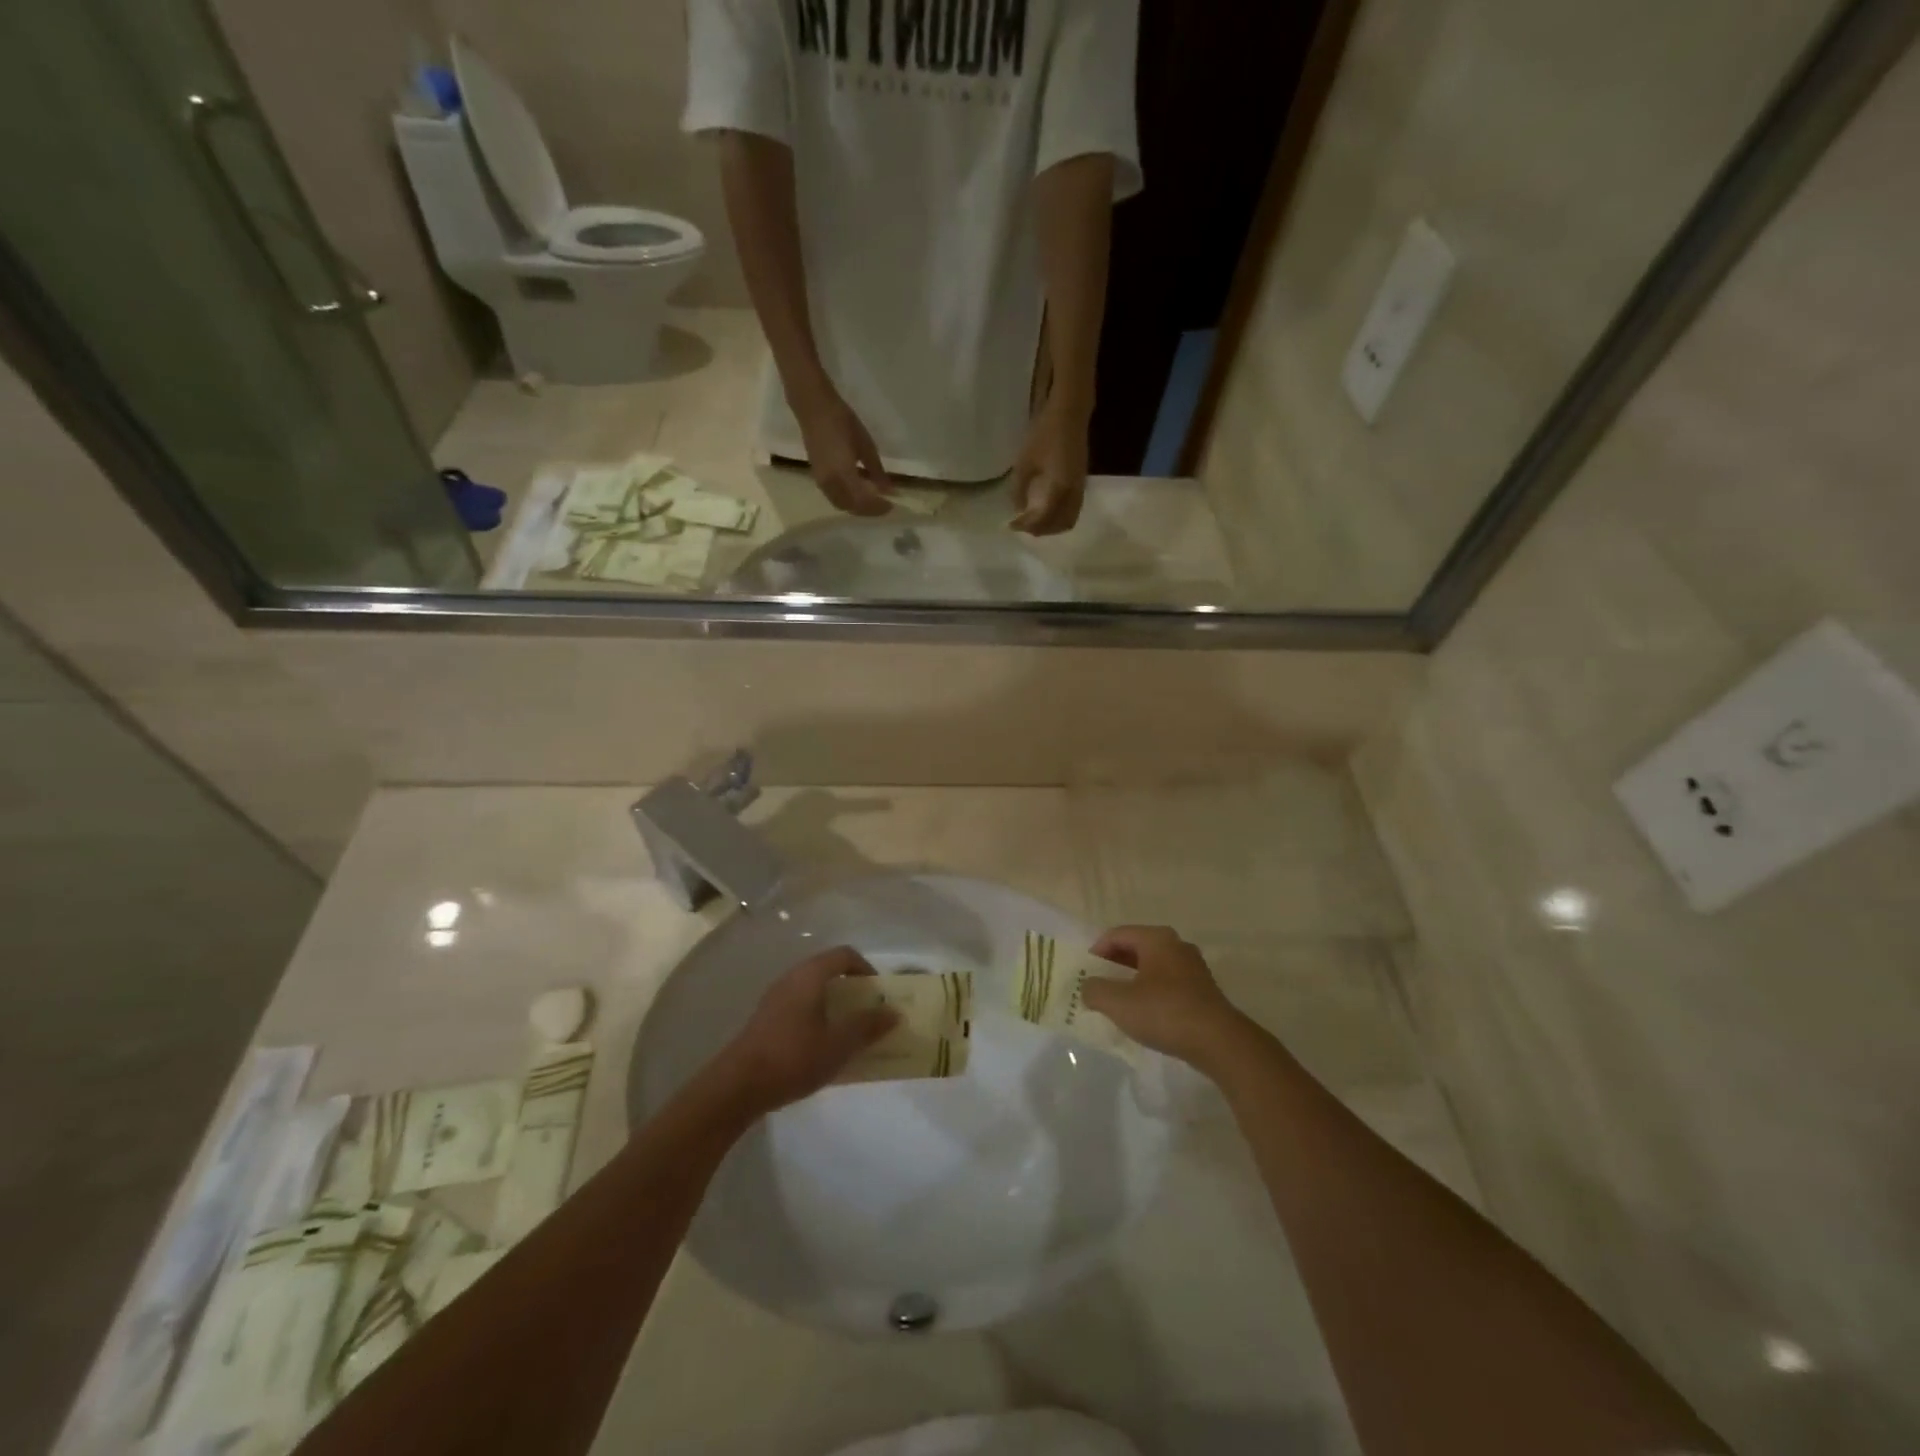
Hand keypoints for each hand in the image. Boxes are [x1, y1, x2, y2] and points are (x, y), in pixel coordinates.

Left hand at [712, 946, 897, 1114]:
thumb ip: (868, 1026)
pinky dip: (817, 1018)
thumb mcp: (839, 1044)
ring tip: (849, 1034)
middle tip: (868, 1014)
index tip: (879, 995)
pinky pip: (800, 1008)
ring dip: (834, 1006)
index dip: (866, 969)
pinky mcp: (766, 1020)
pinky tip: (822, 1048)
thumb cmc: (793, 1057)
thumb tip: (894, 1012)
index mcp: (810, 975)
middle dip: (852, 991)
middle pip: (828, 972)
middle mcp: (791, 979)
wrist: (737, 1086)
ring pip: (813, 991)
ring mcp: (775, 999)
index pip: (844, 955)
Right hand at [792, 381, 893, 516]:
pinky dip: (847, 501)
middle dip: (868, 510)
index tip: (892, 505)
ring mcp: (821, 481)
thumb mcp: (866, 445)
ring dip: (857, 507)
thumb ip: (876, 471)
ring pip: (841, 505)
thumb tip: (888, 490)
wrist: (814, 407)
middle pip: (852, 507)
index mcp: (843, 475)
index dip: (878, 507)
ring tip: (872, 501)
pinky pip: (834, 497)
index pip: (863, 502)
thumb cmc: (843, 422)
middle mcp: (830, 483)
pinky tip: (857, 493)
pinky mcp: (817, 477)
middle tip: (884, 506)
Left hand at [1010, 403, 1089, 535]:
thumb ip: (1019, 489)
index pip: (1042, 519)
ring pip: (1069, 520)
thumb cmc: (1044, 434)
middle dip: (1040, 530)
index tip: (1010, 525)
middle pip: (1059, 525)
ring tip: (1033, 522)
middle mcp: (1072, 494)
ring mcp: (1079, 489)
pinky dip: (1059, 517)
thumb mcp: (1024, 462)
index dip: (1025, 525)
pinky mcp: (1081, 484)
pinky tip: (1046, 510)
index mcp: (1058, 489)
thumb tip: (1017, 508)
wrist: (1070, 414)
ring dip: (1051, 527)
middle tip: (1022, 526)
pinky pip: (1073, 510)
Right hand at [1079, 926, 1252, 1075]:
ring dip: (1132, 982)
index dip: (1096, 952)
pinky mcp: (1203, 991)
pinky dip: (1150, 994)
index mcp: (1157, 939)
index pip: (1116, 935)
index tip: (1085, 974)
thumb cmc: (1165, 1013)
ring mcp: (1193, 968)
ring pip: (1152, 968)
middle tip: (1098, 988)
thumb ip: (1095, 990)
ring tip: (1118, 1004)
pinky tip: (1145, 1016)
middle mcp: (1176, 945)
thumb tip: (1088, 987)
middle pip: (1135, 949)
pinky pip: (1167, 984)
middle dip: (1113, 967)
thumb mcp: (1119, 1002)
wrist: (1220, 1043)